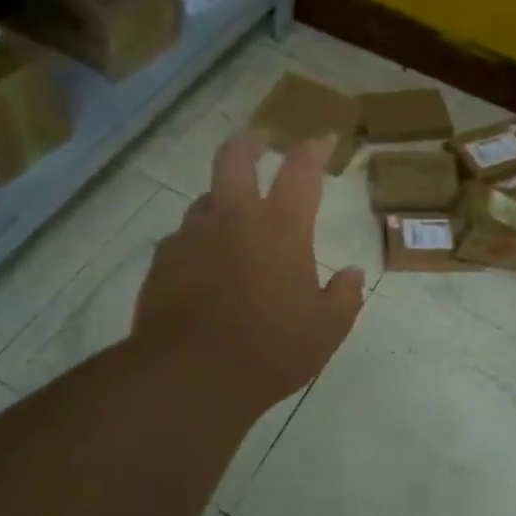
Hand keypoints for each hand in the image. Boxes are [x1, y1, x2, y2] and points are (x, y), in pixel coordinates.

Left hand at [133, 129, 365, 418]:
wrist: (189, 375)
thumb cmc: (270, 349)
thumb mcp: (326, 330)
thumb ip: (345, 297)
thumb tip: (353, 274)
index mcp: (281, 228)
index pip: (301, 171)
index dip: (313, 150)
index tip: (321, 139)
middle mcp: (234, 218)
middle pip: (235, 158)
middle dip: (249, 143)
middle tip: (259, 141)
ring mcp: (193, 236)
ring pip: (205, 198)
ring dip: (221, 198)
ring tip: (231, 216)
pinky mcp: (163, 260)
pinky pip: (182, 237)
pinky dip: (197, 240)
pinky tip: (201, 263)